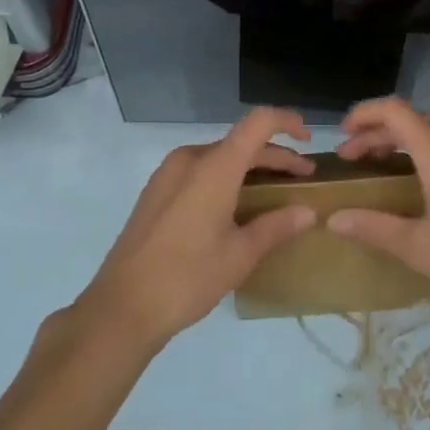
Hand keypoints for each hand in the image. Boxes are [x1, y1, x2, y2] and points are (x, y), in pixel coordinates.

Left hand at [74, 108, 318, 352]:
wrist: (121, 307)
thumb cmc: (186, 278)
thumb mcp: (239, 256)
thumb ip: (276, 227)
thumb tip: (308, 212)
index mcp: (215, 165)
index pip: (258, 122)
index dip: (286, 122)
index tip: (308, 139)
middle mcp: (192, 157)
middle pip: (242, 143)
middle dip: (276, 157)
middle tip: (303, 179)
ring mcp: (170, 171)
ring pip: (221, 157)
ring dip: (250, 168)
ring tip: (273, 194)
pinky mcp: (158, 189)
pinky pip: (201, 170)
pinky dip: (226, 177)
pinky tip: (236, 206)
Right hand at [328, 97, 429, 329]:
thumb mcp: (418, 248)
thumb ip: (374, 228)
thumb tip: (333, 219)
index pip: (395, 111)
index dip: (365, 114)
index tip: (342, 135)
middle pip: (413, 120)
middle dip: (379, 132)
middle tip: (353, 157)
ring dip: (403, 141)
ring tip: (381, 166)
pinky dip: (425, 152)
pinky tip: (420, 184)